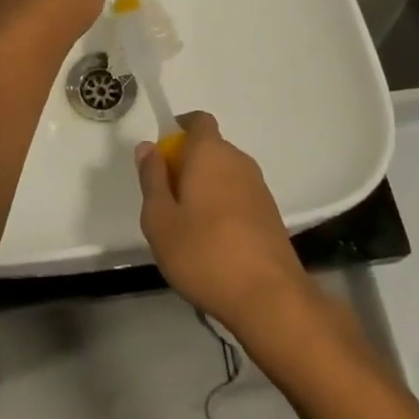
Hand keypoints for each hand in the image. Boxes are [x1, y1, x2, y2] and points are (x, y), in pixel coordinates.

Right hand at [136, 112, 315, 337]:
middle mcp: (238, 160)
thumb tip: (148, 147)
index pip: (198, 120)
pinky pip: (239, 196)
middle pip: (210, 149)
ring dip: (205, 188)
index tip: (162, 155)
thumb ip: (152, 179)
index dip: (179, 129)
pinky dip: (223, 208)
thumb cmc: (204, 253)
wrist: (269, 298)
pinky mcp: (270, 214)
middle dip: (187, 165)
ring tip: (187, 227)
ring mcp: (259, 187)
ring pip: (224, 174)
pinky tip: (213, 244)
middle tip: (167, 200)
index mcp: (211, 152)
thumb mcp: (160, 219)